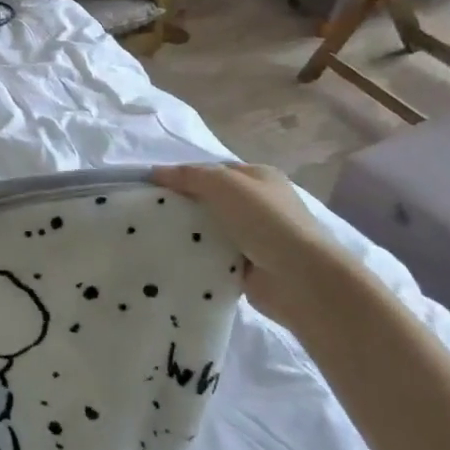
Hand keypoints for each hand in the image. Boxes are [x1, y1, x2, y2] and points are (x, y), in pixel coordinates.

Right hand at [152, 164, 362, 339]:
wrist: (299, 278)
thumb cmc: (265, 221)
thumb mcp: (224, 185)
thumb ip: (190, 175)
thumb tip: (155, 172)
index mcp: (259, 177)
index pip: (214, 171)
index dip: (184, 176)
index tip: (153, 187)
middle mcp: (259, 204)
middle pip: (210, 200)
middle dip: (184, 205)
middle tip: (150, 212)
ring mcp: (255, 236)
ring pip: (210, 228)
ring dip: (190, 233)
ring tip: (154, 235)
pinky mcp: (247, 265)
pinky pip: (213, 255)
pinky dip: (198, 256)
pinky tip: (175, 258)